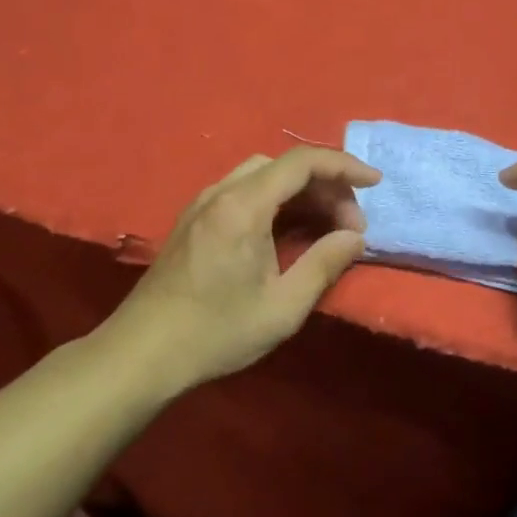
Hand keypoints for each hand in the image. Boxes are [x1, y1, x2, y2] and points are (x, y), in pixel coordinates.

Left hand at [110, 147, 380, 393]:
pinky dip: (277, 200)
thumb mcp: (282, 307)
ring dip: (302, 192)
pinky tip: (288, 231)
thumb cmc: (215, 333)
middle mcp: (221, 193)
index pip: (302, 162)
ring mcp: (203, 204)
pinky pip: (244, 190)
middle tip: (350, 228)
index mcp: (243, 207)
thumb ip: (324, 264)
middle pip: (284, 166)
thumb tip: (355, 238)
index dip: (344, 166)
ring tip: (326, 227)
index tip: (375, 184)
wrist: (141, 354)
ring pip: (263, 175)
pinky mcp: (194, 219)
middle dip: (326, 186)